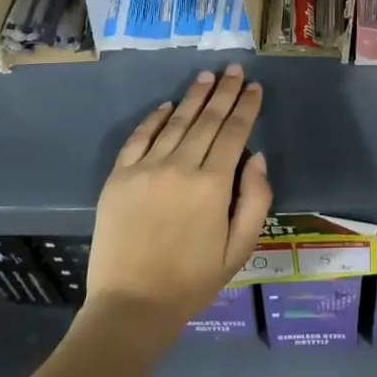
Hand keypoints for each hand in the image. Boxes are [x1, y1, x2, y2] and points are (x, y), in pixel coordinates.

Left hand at [85, 66, 273, 345]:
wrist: (130, 307)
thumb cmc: (192, 281)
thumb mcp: (239, 249)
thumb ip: (256, 200)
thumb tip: (257, 157)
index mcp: (213, 185)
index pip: (234, 133)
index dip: (246, 107)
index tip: (255, 87)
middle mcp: (181, 167)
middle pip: (207, 119)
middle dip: (224, 92)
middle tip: (235, 69)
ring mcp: (146, 169)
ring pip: (176, 122)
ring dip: (193, 96)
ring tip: (207, 76)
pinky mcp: (119, 178)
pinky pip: (139, 138)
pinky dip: (154, 119)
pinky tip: (166, 105)